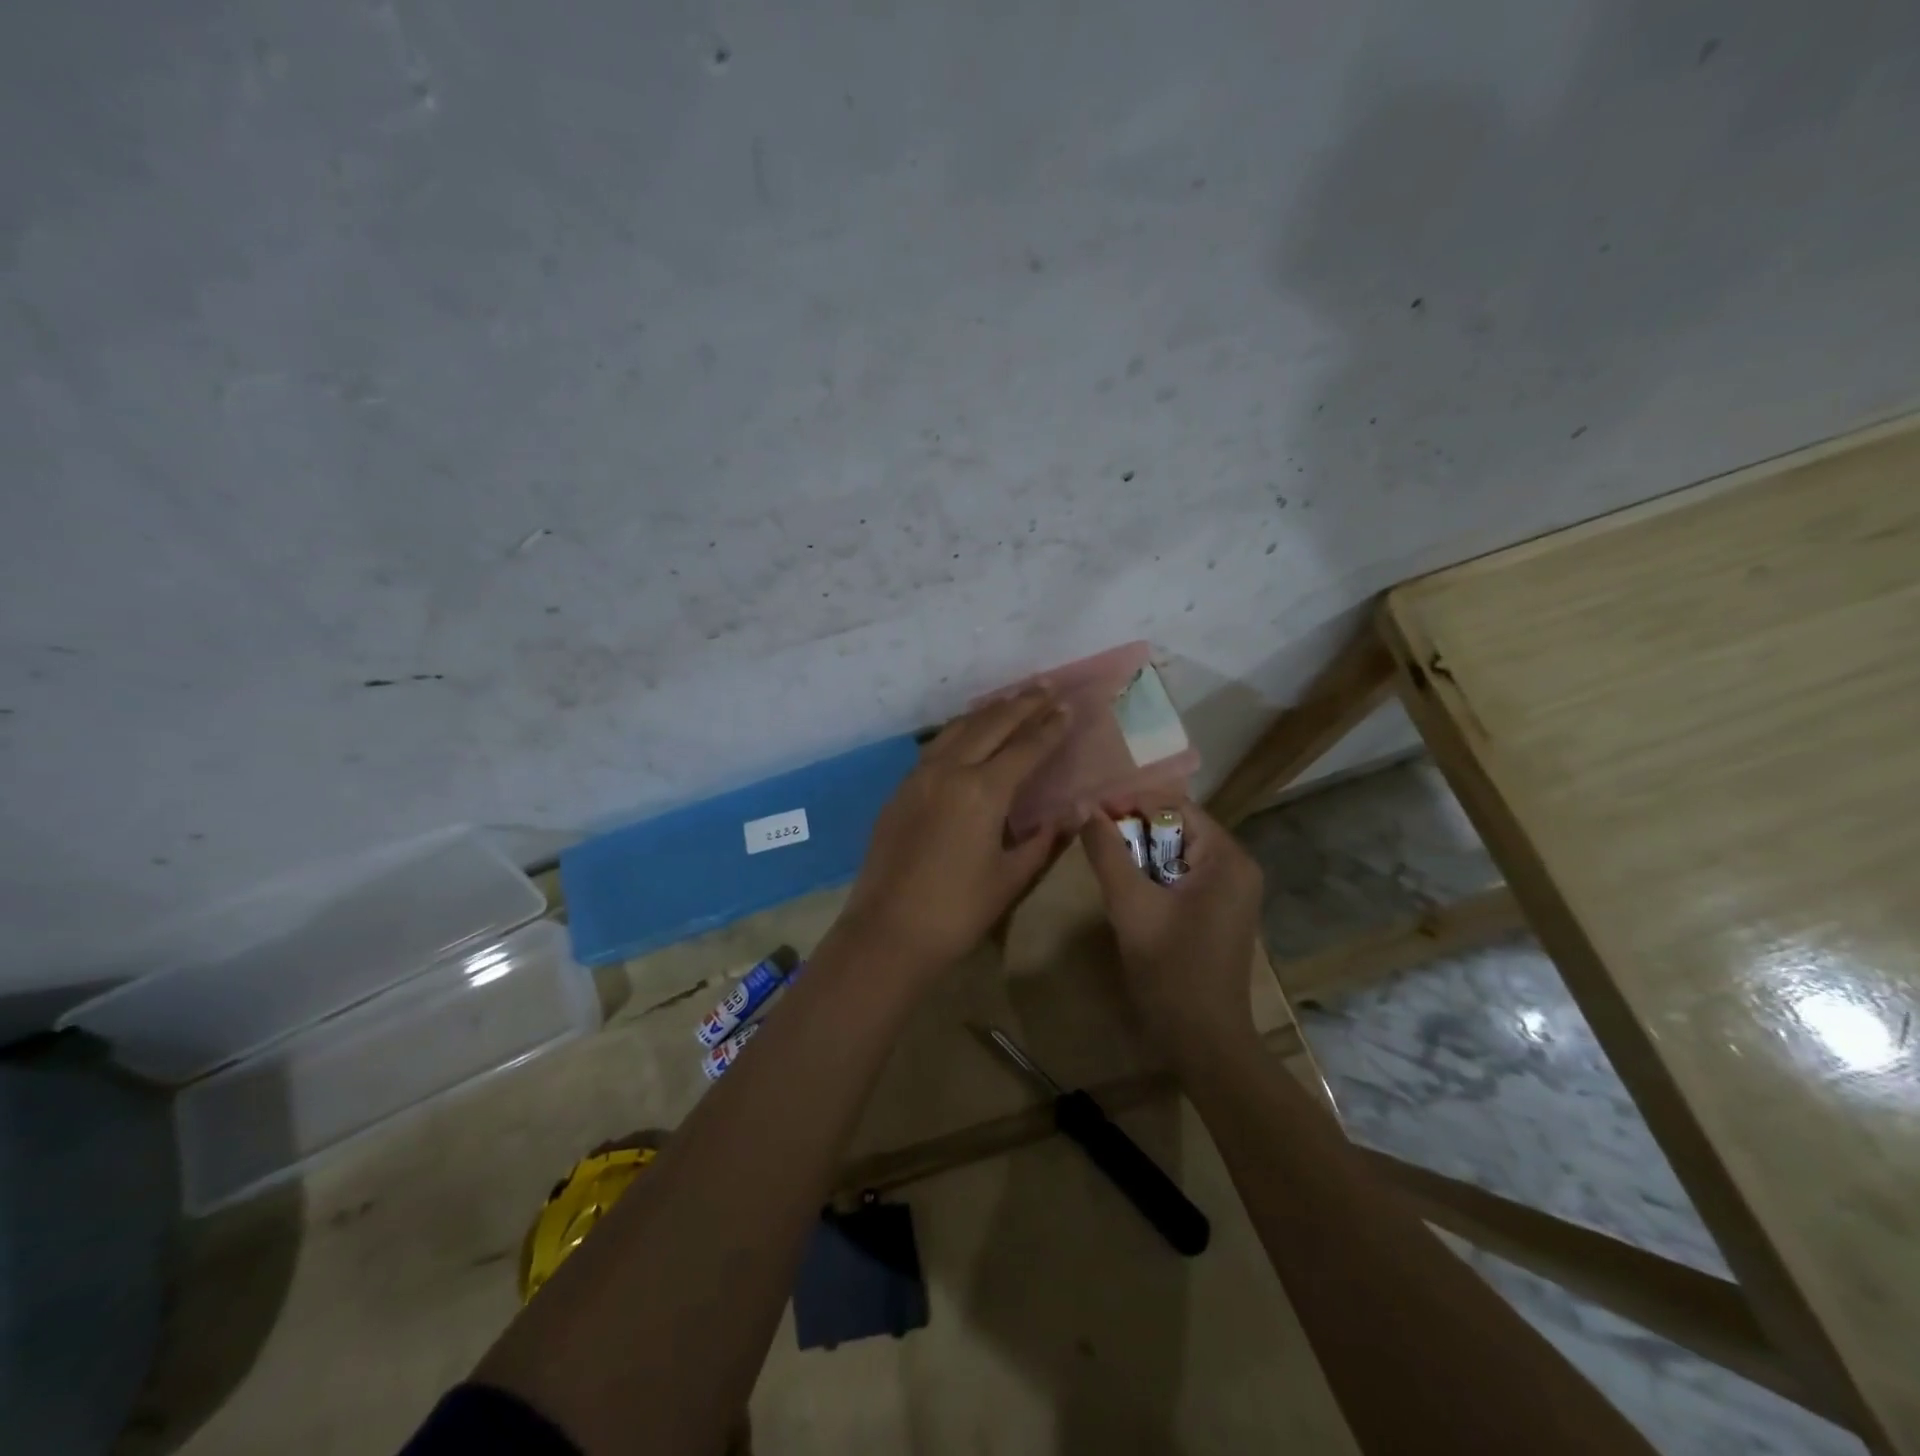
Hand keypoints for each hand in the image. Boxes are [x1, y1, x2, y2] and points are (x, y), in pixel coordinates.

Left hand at [836, 688, 1071, 975]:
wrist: (888, 932)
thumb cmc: (958, 911)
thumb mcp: (1011, 878)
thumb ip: (1044, 839)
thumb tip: (1075, 812)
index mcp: (983, 791)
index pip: (1026, 748)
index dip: (1049, 727)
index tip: (1068, 707)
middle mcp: (950, 771)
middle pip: (991, 725)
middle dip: (1022, 704)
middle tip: (1046, 687)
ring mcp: (919, 777)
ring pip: (958, 729)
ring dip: (989, 712)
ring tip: (1012, 700)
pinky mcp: (900, 790)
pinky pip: (935, 747)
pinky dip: (960, 731)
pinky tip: (968, 733)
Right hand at [1080, 799, 1264, 1058]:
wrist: (1204, 1040)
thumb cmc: (1170, 970)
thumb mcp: (1130, 905)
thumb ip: (1107, 852)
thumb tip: (1086, 808)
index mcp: (1226, 858)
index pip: (1174, 806)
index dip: (1130, 803)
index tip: (1090, 813)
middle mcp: (1238, 866)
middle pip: (1178, 827)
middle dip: (1134, 830)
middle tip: (1094, 841)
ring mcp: (1233, 891)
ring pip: (1178, 852)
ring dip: (1141, 854)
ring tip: (1107, 866)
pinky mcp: (1222, 911)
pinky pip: (1184, 875)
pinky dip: (1155, 875)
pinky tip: (1131, 893)